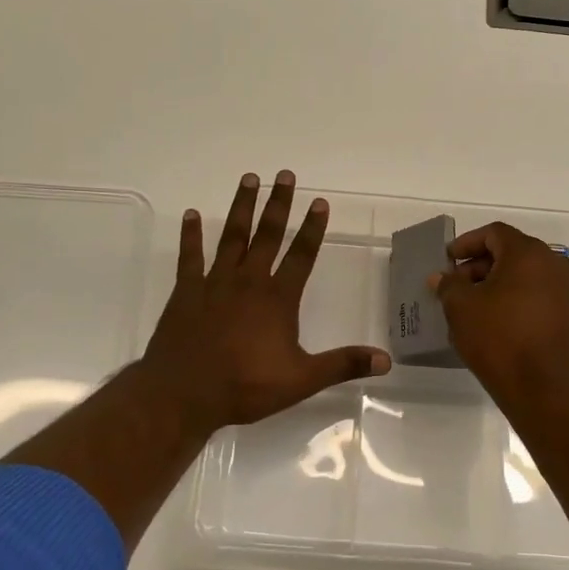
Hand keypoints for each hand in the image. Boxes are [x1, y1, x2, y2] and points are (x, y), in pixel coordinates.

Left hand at [139, 171, 390, 437]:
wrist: (183, 394)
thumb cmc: (245, 387)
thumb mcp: (301, 380)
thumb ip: (342, 365)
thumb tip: (385, 360)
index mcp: (278, 299)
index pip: (301, 255)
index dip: (312, 229)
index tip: (319, 202)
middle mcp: (248, 282)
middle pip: (267, 235)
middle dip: (278, 204)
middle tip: (284, 175)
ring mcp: (214, 283)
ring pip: (232, 237)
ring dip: (241, 207)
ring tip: (249, 179)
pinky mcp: (186, 292)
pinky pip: (190, 256)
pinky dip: (191, 235)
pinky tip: (191, 215)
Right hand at [432, 222, 568, 413]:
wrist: (548, 391)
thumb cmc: (500, 340)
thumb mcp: (462, 309)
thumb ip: (449, 285)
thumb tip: (441, 276)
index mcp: (529, 253)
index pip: (494, 233)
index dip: (466, 243)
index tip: (448, 260)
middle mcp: (555, 264)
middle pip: (511, 252)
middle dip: (480, 266)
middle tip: (456, 286)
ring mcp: (568, 291)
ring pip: (526, 275)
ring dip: (497, 284)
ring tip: (472, 307)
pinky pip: (538, 295)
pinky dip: (515, 299)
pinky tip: (495, 322)